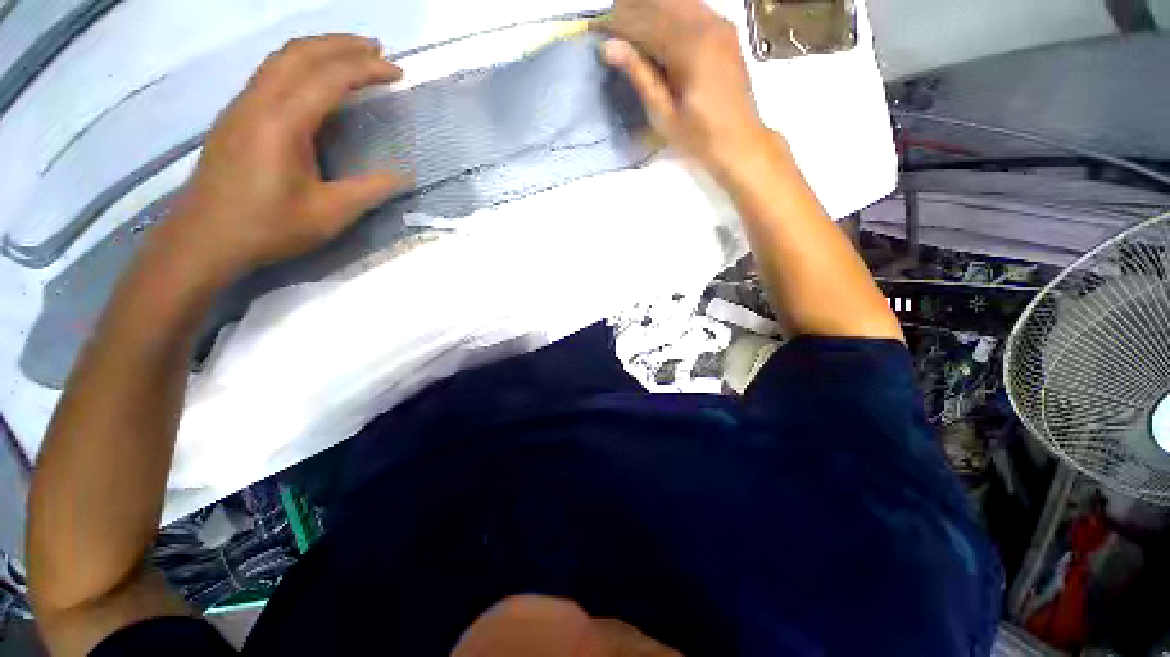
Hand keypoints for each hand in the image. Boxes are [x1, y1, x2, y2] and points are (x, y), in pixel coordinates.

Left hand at [161, 35, 407, 281]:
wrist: (204, 239)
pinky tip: (314, 78)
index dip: (366, 69)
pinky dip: (299, 63)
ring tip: (350, 53)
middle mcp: (259, 102)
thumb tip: (402, 175)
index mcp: (282, 122)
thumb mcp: (329, 215)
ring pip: (281, 58)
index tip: (397, 71)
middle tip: (377, 49)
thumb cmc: (267, 227)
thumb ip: (369, 191)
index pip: (329, 78)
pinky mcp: (236, 116)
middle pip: (301, 53)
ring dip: (319, 49)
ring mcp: (242, 106)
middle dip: (342, 45)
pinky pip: (270, 73)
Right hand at [599, 0, 773, 177]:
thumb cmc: (698, 136)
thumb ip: (639, 75)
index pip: (646, 22)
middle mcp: (708, 25)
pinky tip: (656, 24)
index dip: (618, 23)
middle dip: (632, 9)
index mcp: (691, 47)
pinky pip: (692, 7)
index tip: (597, 28)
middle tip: (610, 22)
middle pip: (662, 3)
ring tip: (628, 22)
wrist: (739, 141)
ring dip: (650, 7)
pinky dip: (670, 11)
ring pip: (678, 1)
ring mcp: (720, 24)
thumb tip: (609, 48)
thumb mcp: (663, 114)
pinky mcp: (725, 30)